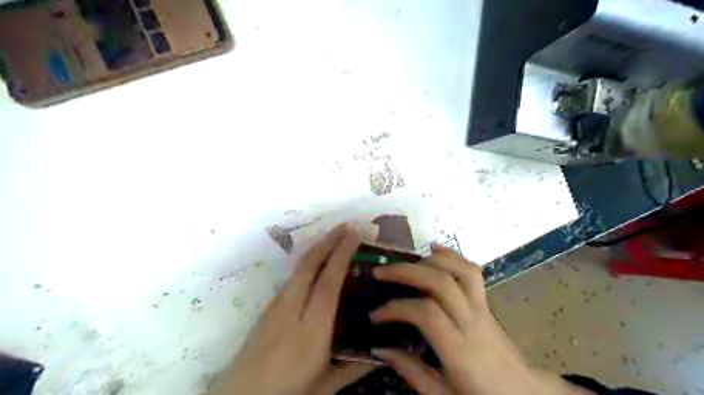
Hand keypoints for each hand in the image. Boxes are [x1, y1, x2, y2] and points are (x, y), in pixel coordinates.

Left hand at [212, 226, 376, 394]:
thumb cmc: (288, 391)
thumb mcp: (326, 385)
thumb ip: (356, 367)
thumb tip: (385, 356)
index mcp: (312, 326)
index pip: (329, 280)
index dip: (342, 254)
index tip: (355, 235)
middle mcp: (293, 307)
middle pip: (311, 264)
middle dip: (330, 240)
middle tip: (348, 225)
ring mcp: (278, 305)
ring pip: (299, 267)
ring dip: (318, 248)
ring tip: (335, 237)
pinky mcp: (269, 307)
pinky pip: (292, 277)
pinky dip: (307, 262)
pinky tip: (315, 263)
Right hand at [373, 245, 588, 393]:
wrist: (523, 394)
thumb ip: (411, 371)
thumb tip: (379, 347)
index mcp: (460, 351)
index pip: (426, 314)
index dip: (396, 308)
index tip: (375, 314)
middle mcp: (472, 322)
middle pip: (440, 282)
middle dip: (406, 272)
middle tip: (380, 273)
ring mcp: (482, 308)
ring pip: (459, 270)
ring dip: (428, 260)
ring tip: (404, 263)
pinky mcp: (485, 302)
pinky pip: (472, 271)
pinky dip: (452, 255)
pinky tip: (434, 249)